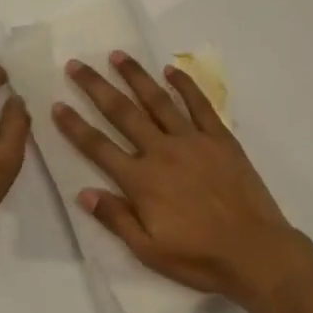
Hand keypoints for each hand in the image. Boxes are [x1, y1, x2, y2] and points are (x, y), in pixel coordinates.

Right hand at [54, 52, 305, 300]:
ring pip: (157, 100)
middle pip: (122, 113)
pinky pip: (199, 105)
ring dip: (135, 76)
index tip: (57, 104)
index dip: (74, 126)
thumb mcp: (149, 250)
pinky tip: (171, 70)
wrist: (256, 252)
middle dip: (96, 87)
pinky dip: (184, 85)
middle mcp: (161, 151)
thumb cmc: (199, 258)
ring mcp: (192, 140)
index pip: (98, 146)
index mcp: (141, 180)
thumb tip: (83, 192)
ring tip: (117, 55)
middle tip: (76, 64)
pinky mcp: (219, 138)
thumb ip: (116, 218)